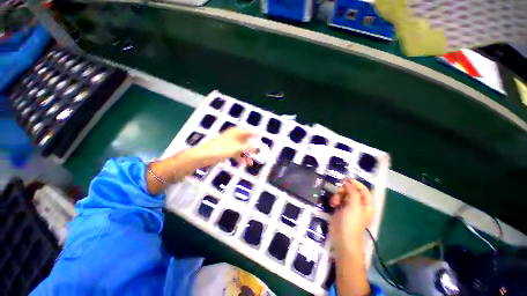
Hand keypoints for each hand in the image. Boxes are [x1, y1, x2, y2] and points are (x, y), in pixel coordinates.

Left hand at [194, 127, 257, 166]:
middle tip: (258, 155)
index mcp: (236, 132)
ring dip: (246, 155)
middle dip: (252, 148)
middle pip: (246, 141)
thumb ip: (248, 147)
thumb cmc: (221, 149)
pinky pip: (236, 153)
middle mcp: (234, 136)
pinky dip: (239, 158)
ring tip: (250, 163)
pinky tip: (242, 164)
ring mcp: (230, 143)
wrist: (203, 156)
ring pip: (241, 148)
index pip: (249, 131)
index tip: (262, 140)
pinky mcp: (226, 150)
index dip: (256, 135)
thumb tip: (257, 146)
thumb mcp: (236, 148)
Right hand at [330, 178, 373, 254]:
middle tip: (339, 193)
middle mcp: (358, 204)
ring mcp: (349, 207)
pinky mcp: (341, 209)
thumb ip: (352, 192)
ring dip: (337, 195)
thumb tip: (348, 182)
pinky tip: (332, 204)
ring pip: (343, 194)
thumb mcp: (354, 205)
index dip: (355, 183)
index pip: (363, 190)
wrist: (342, 237)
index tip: (345, 179)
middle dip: (344, 190)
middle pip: (351, 190)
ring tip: (335, 202)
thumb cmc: (351, 221)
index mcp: (366, 204)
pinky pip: (338, 199)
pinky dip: (334, 200)